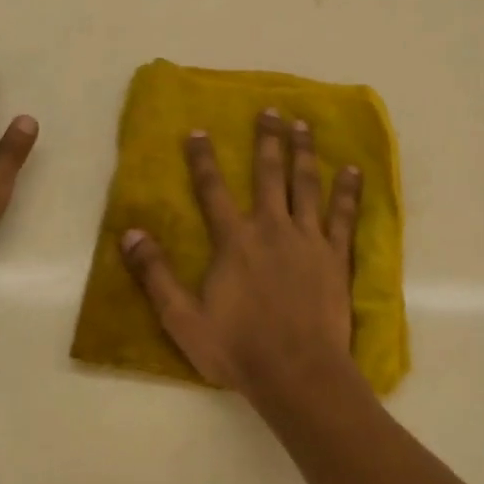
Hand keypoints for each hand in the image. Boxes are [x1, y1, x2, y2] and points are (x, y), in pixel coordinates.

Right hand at [121, 108, 362, 407]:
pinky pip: (343, 216)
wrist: (298, 373)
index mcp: (234, 241)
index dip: (203, 159)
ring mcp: (308, 240)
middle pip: (268, 174)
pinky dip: (347, 191)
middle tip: (271, 110)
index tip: (199, 130)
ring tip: (303, 125)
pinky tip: (353, 170)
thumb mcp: (182, 318)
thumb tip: (130, 233)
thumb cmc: (238, 348)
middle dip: (267, 140)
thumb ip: (155, 274)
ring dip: (303, 152)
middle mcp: (271, 228)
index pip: (212, 190)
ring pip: (305, 185)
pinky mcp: (335, 257)